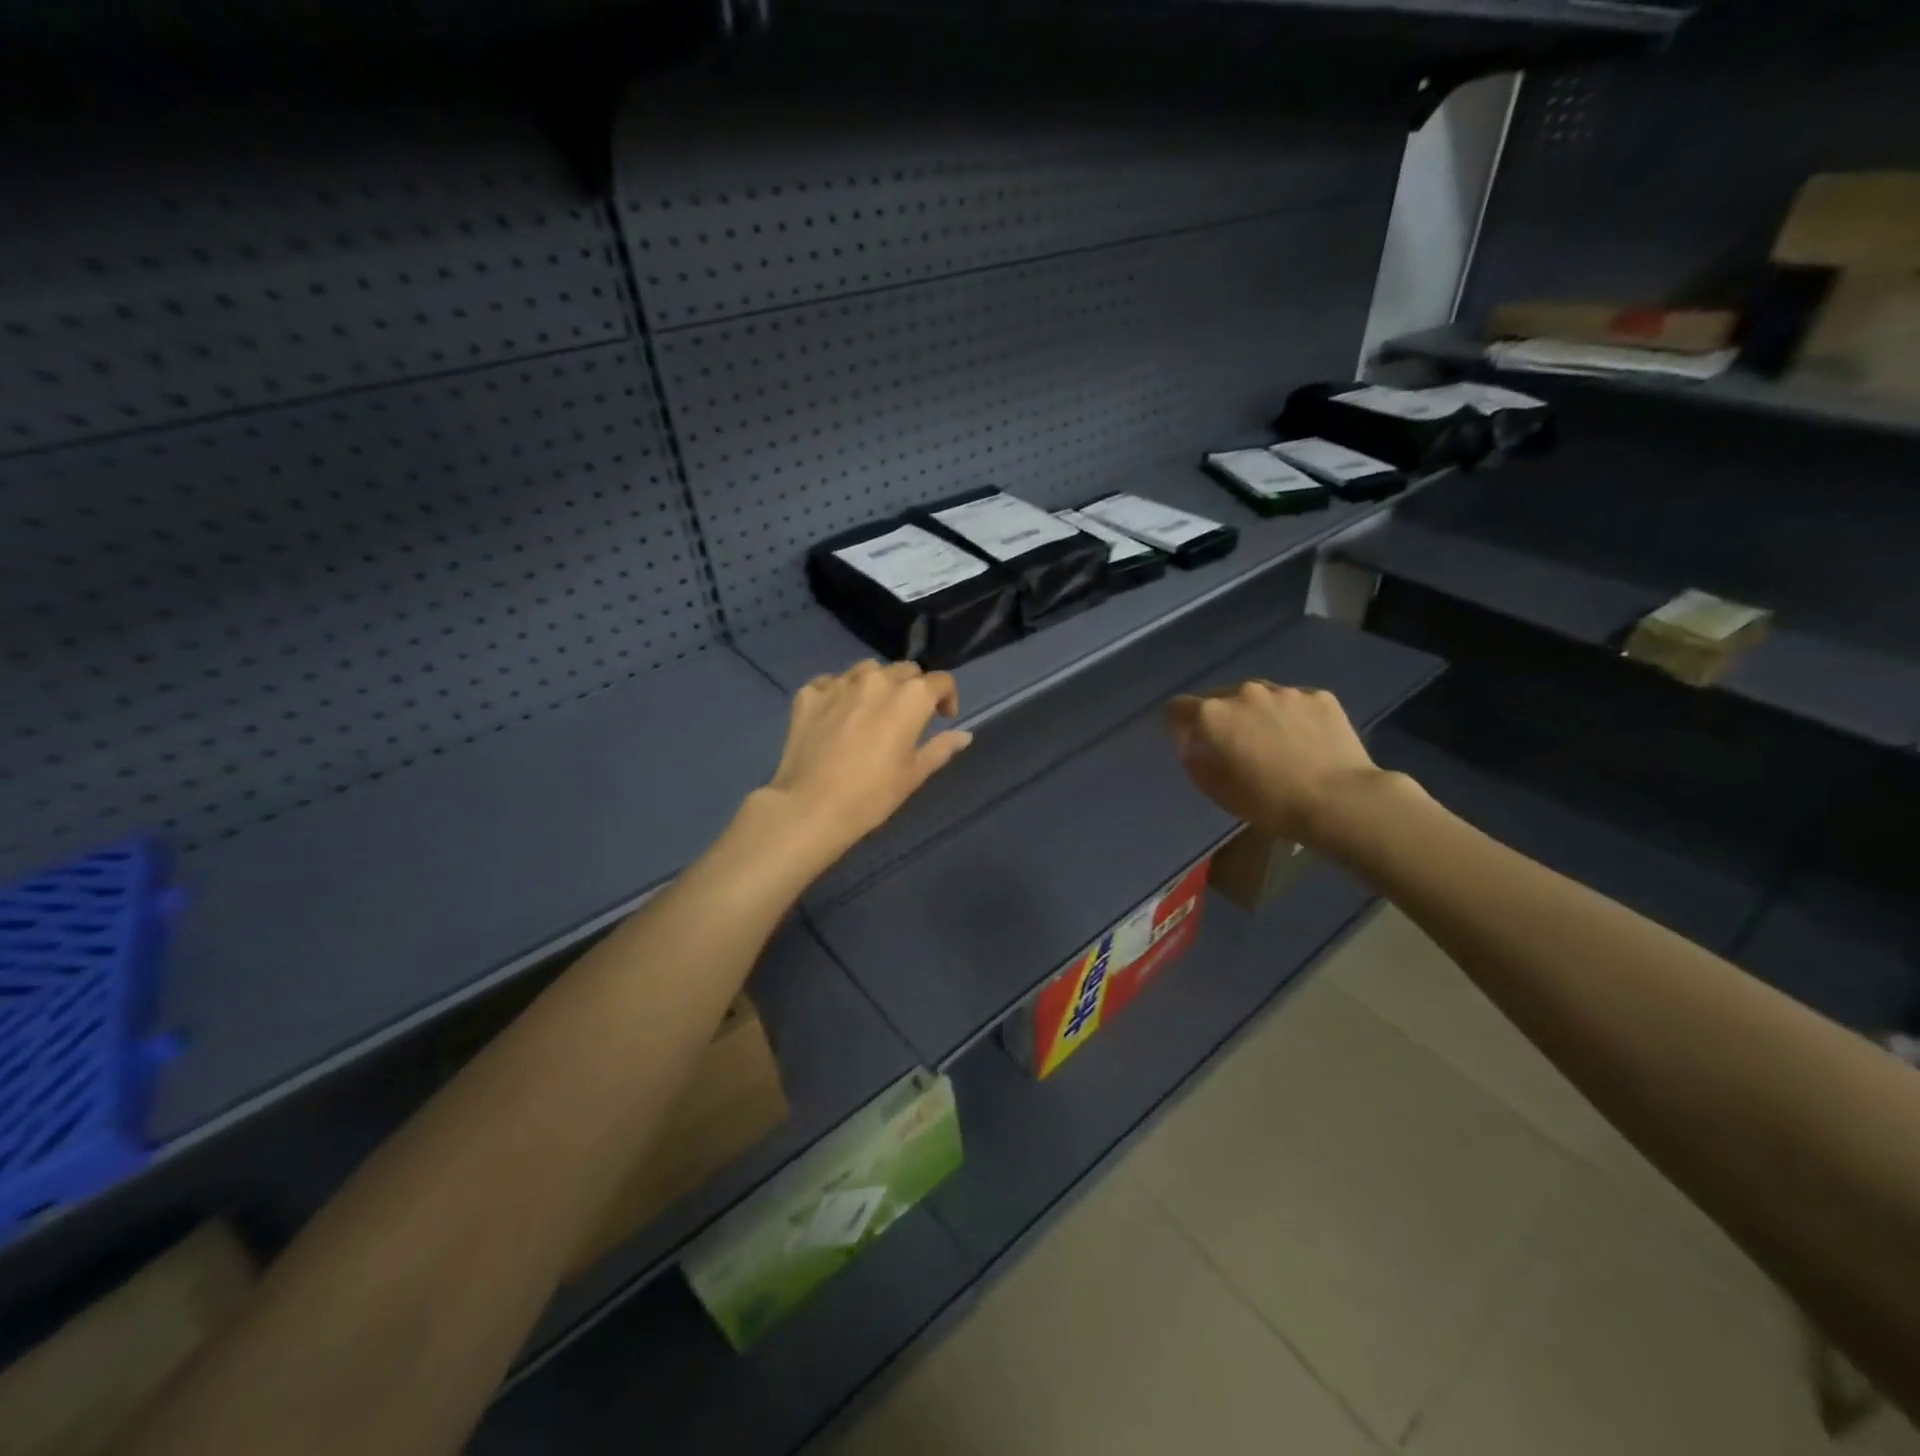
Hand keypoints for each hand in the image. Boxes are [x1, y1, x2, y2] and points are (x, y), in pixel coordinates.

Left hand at [759, 660, 972, 859]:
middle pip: (904, 670)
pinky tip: (837, 716)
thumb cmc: (872, 795)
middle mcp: (876, 680)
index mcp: (910, 697)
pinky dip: (840, 693)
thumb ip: (940, 748)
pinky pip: (831, 682)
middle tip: (906, 716)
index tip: (943, 717)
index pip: (940, 681)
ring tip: (871, 710)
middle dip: (912, 688)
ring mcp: (839, 683)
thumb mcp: (913, 774)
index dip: (946, 696)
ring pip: (867, 670)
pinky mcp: (809, 693)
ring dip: (876, 684)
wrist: (811, 807)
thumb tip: (963, 735)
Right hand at [1165, 682, 1398, 845]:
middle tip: (1235, 747)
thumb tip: (1192, 745)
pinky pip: (1294, 702)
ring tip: (1274, 743)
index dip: (1177, 725)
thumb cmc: (1268, 802)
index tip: (1189, 743)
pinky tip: (1305, 742)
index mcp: (1212, 715)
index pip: (1177, 707)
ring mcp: (1285, 691)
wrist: (1339, 800)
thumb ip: (1195, 761)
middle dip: (1220, 718)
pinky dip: (1291, 717)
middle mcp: (1244, 692)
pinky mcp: (1319, 697)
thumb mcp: (1217, 791)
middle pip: (1218, 698)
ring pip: (1259, 697)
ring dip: (1256, 714)